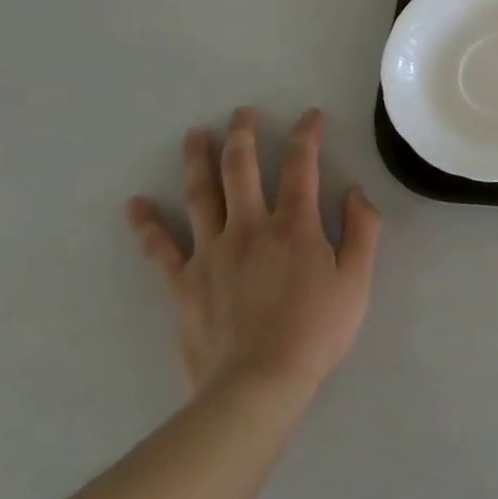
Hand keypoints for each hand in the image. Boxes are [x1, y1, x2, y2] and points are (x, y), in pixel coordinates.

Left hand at [126, 107, 380, 418]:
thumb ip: (362, 229)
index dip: (306, 135)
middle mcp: (250, 227)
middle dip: (243, 135)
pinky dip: (147, 226)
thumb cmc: (316, 331)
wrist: (257, 386)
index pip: (301, 165)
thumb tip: (353, 191)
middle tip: (241, 112)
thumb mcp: (357, 280)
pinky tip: (135, 205)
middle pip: (241, 169)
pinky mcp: (183, 284)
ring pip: (200, 196)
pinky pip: (160, 249)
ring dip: (197, 161)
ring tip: (194, 135)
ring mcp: (211, 254)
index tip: (310, 116)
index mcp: (295, 225)